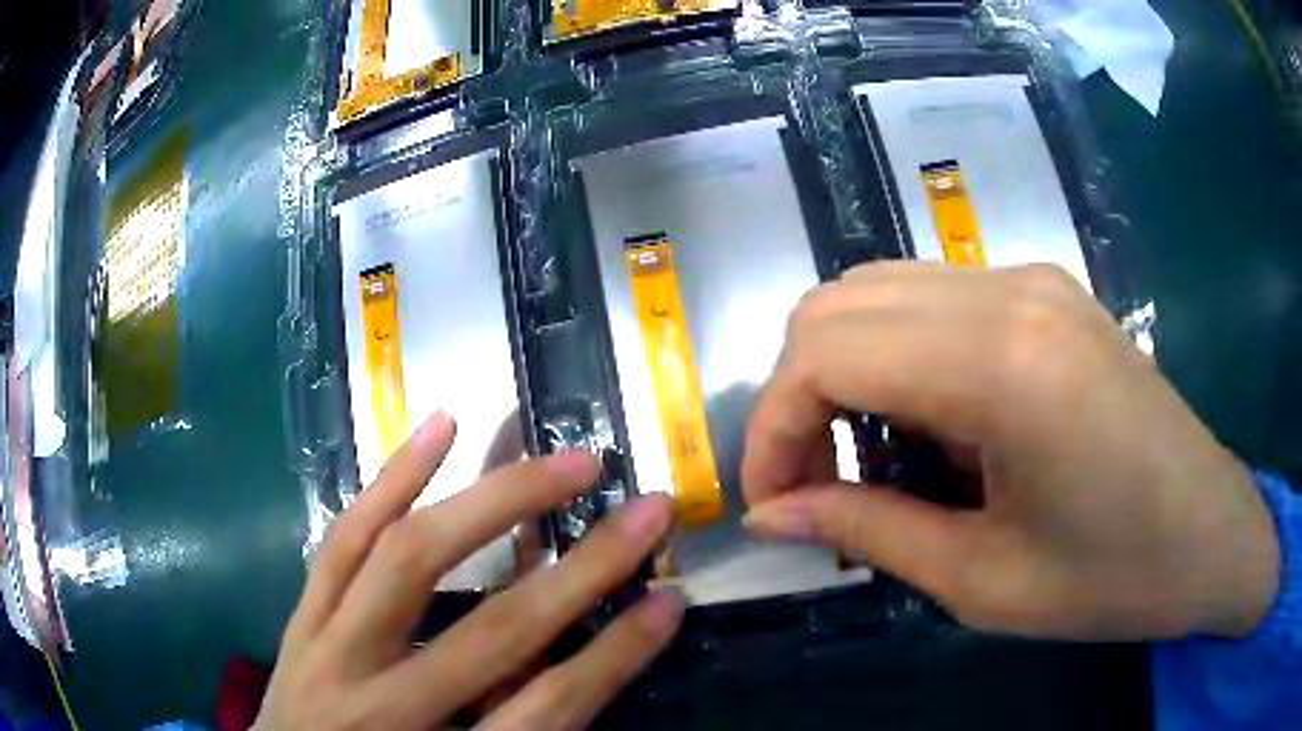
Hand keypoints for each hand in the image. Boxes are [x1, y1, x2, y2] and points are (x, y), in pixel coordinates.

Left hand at [256, 412, 683, 730]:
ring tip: (554, 457)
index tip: (670, 604)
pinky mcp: (300, 621)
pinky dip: (389, 482)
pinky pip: (342, 542)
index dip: (615, 659)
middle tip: (644, 510)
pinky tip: (436, 429)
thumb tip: (578, 680)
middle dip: (580, 571)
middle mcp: (379, 705)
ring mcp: (327, 652)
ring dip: (489, 504)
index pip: (547, 712)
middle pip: (491, 633)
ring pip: (407, 563)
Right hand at [742, 263, 1279, 640]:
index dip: (771, 428)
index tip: (771, 503)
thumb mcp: (983, 581)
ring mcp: (1032, 279)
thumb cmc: (1114, 578)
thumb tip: (772, 514)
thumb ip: (867, 530)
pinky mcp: (1047, 292)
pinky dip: (893, 357)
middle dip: (796, 395)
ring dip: (841, 371)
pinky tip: (924, 427)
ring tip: (862, 459)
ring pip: (878, 290)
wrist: (1211, 534)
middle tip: (810, 482)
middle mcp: (1010, 290)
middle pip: (837, 303)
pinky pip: (930, 301)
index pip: (824, 351)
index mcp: (1004, 362)